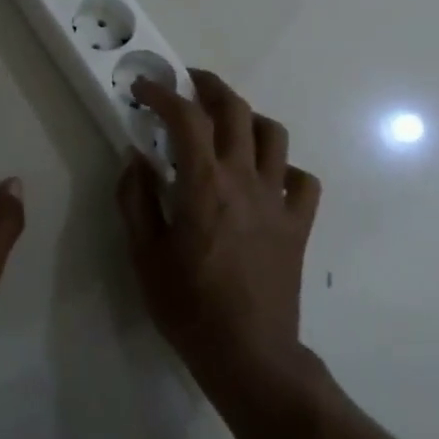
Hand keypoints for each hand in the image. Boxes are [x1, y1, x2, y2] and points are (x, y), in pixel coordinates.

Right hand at [116, 69, 321, 397]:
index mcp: (204, 184)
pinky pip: (303, 182)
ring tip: (228, 124)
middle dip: (210, 87)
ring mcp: (277, 200)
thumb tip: (135, 158)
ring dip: (249, 118)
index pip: (186, 118)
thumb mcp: (144, 255)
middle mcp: (245, 179)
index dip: (163, 94)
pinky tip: (267, 178)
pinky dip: (285, 169)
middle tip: (188, 84)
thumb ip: (135, 199)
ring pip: (274, 135)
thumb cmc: (188, 307)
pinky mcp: (298, 224)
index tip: (144, 88)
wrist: (249, 354)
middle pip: (236, 110)